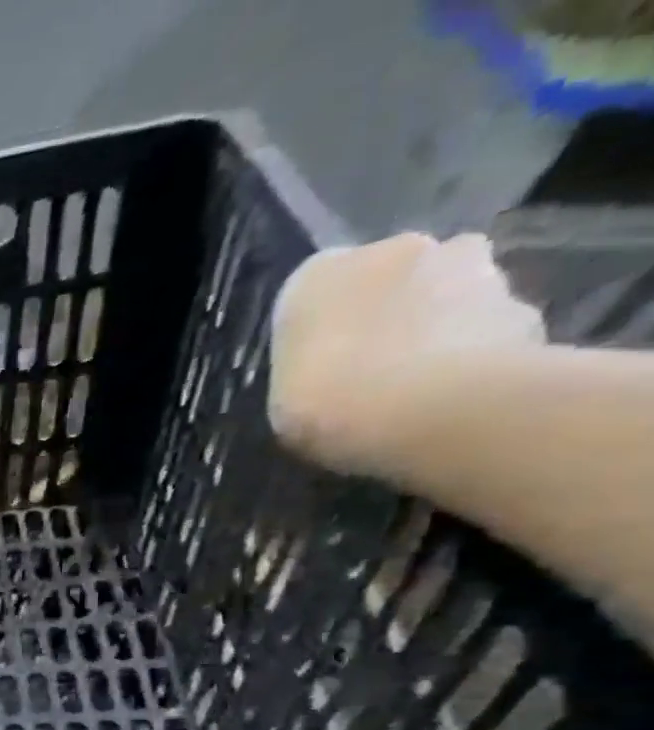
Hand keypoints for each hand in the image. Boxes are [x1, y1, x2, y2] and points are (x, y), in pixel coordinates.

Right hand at [269, 233, 545, 476]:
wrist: (428, 409)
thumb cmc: (324, 404)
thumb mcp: (280, 399)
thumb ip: (307, 368)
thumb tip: (333, 367)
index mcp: (319, 275)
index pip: (314, 290)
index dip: (318, 327)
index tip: (316, 363)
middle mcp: (396, 249)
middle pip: (391, 277)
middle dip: (387, 310)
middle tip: (371, 367)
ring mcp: (472, 265)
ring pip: (448, 291)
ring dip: (436, 324)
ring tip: (418, 384)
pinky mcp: (522, 299)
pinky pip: (491, 325)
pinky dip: (478, 350)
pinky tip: (458, 393)